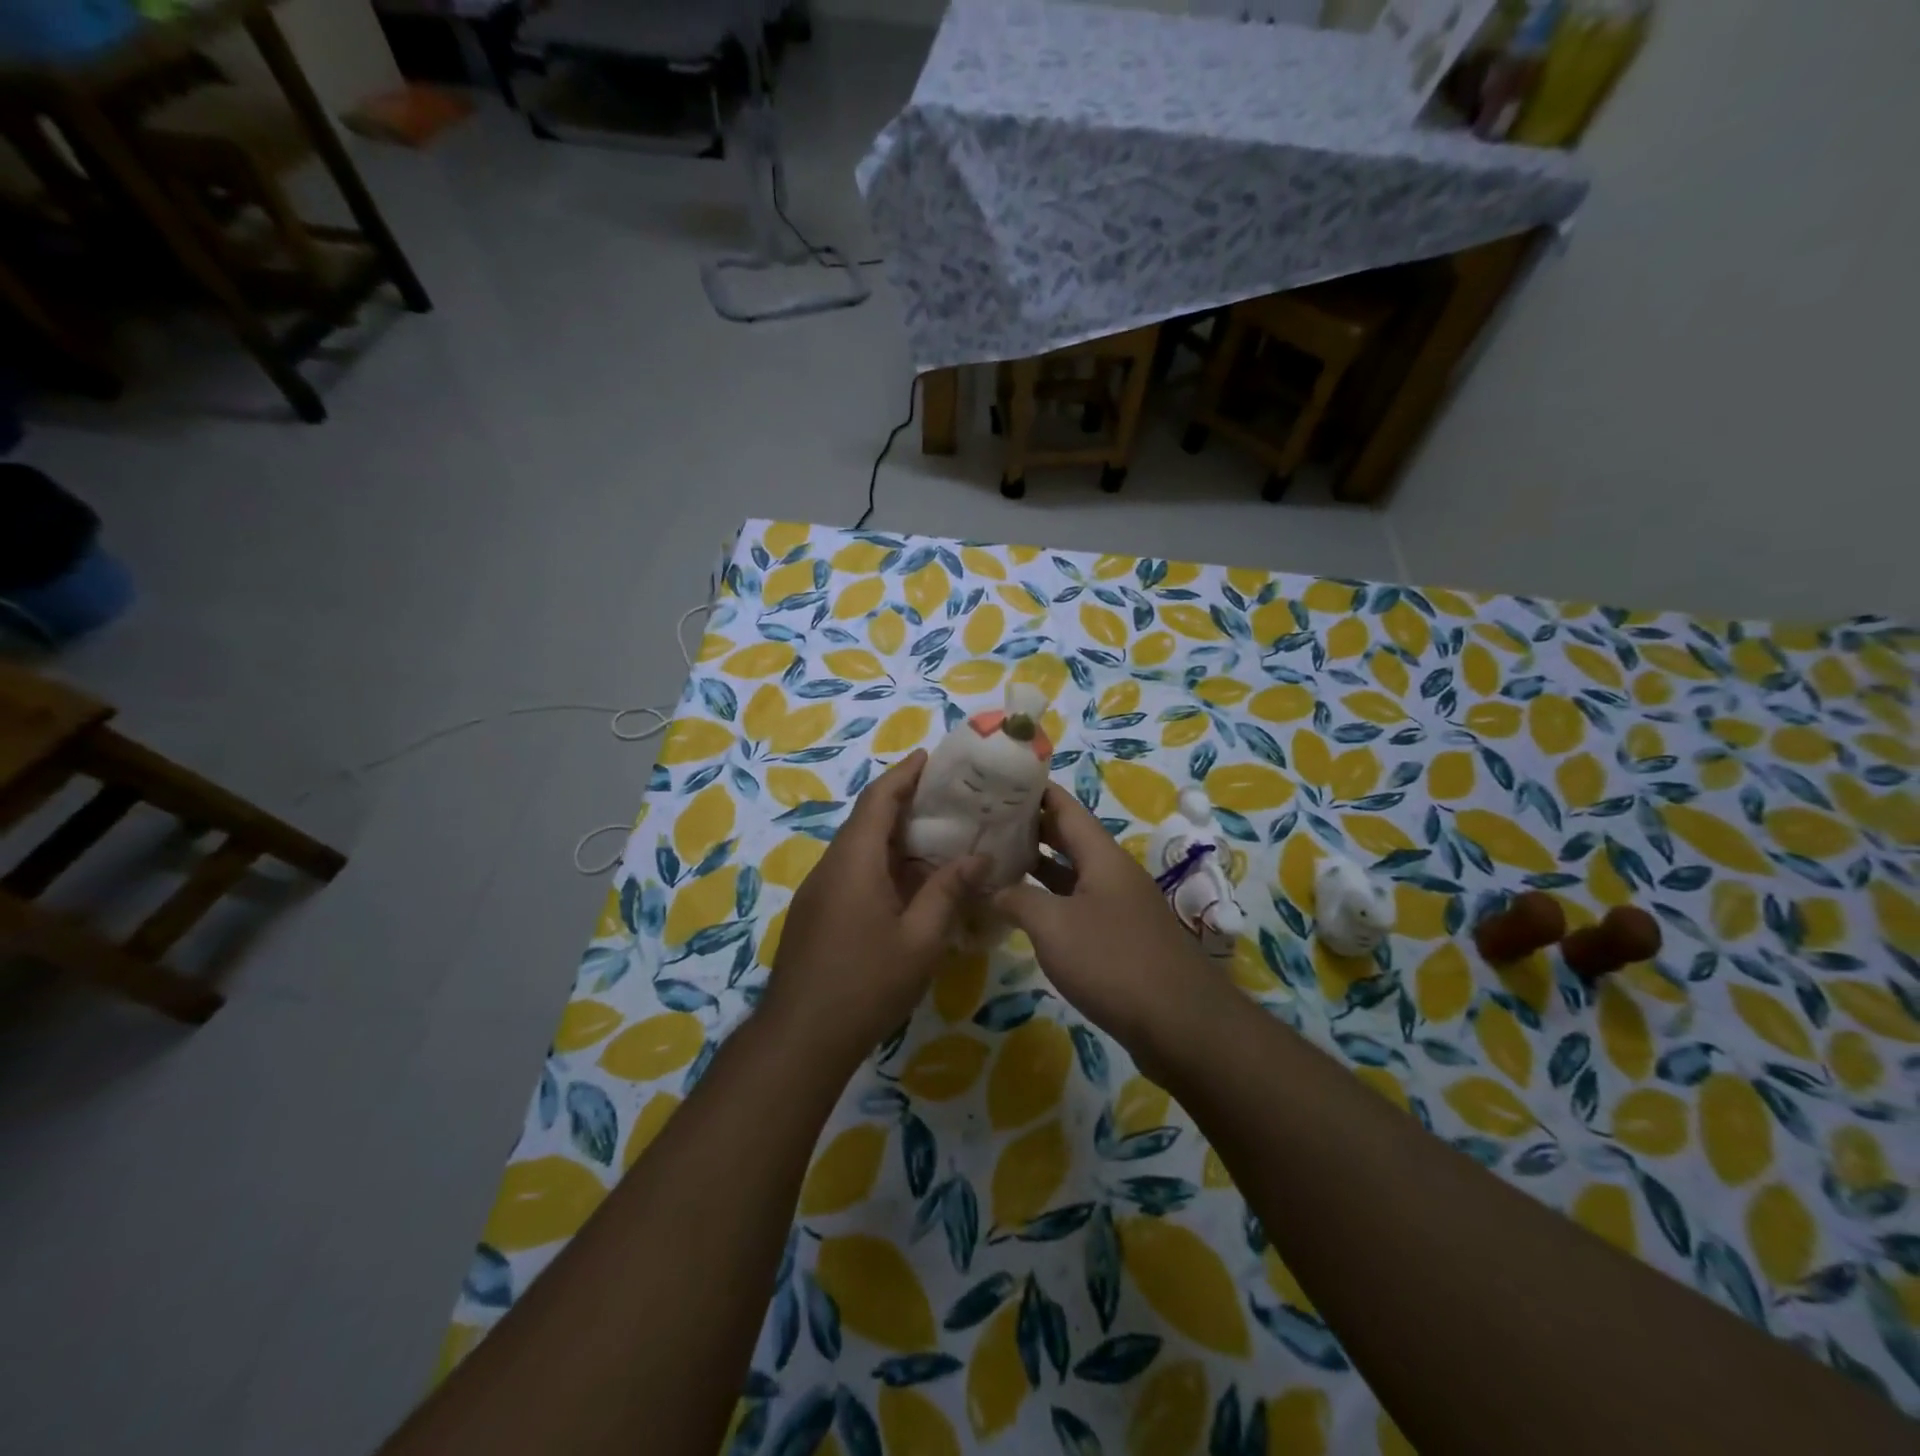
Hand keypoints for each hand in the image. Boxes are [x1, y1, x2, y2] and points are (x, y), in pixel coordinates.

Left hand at [761, 750, 984, 1071]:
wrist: (800, 1038)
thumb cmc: (865, 984)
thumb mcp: (920, 940)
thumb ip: (948, 892)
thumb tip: (979, 857)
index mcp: (855, 861)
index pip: (878, 800)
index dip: (903, 774)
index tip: (929, 757)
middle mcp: (832, 866)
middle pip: (867, 820)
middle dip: (904, 803)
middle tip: (948, 799)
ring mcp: (819, 891)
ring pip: (860, 849)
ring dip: (895, 839)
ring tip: (938, 839)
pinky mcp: (816, 914)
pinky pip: (853, 873)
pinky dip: (883, 866)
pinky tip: (911, 887)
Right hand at [995, 784, 1214, 1058]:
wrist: (1179, 1023)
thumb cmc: (1112, 961)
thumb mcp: (1053, 926)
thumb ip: (1016, 900)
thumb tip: (988, 889)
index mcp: (1101, 855)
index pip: (1064, 806)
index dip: (1032, 790)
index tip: (997, 782)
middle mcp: (1112, 873)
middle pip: (1067, 838)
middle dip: (1028, 828)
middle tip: (984, 823)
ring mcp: (1118, 906)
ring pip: (1071, 874)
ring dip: (1037, 867)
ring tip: (994, 861)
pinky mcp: (1119, 938)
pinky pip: (1077, 906)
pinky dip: (1049, 902)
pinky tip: (1023, 913)